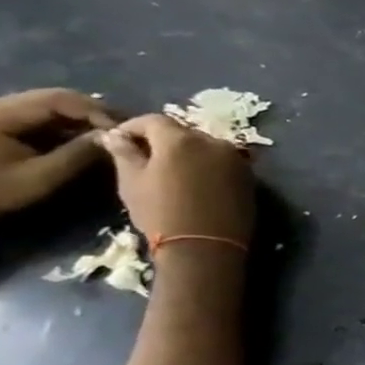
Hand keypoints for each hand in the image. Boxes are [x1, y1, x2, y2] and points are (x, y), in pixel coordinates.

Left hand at [0, 88, 115, 221]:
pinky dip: (76, 122)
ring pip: (59, 103)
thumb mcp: (44, 176)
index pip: (58, 100)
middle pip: (59, 97)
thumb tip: (115, 137)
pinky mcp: (13, 120)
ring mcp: (4, 110)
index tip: (123, 131)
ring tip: (113, 132)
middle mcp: (0, 104)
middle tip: (125, 130)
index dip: (95, 112)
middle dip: (96, 112)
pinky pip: (52, 113)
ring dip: (88, 116)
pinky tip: (93, 135)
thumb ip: (79, 153)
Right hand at [101, 114, 254, 246]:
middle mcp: (215, 143)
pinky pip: (223, 162)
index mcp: (182, 140)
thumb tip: (114, 135)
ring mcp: (237, 159)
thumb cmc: (160, 212)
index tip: (118, 139)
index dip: (133, 127)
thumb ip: (125, 152)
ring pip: (205, 146)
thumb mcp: (132, 180)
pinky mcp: (249, 176)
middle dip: (162, 139)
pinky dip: (207, 164)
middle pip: (184, 133)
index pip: (154, 120)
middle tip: (143, 156)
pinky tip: (194, 180)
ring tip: (168, 170)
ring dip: (187, 152)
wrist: (205, 244)